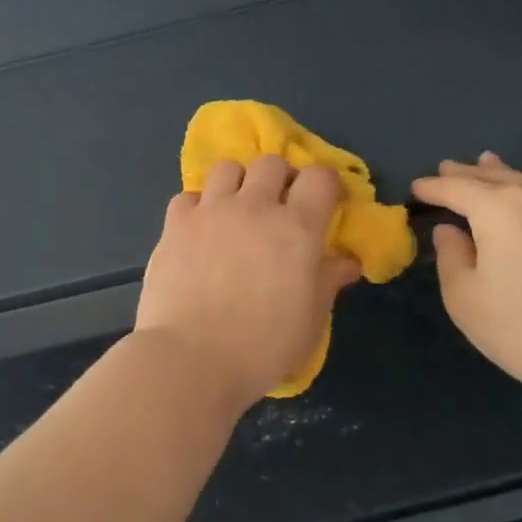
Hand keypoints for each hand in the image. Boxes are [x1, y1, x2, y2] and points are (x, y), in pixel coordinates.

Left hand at [135, 155, 360, 408]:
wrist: (192, 358)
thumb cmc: (262, 346)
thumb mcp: (310, 320)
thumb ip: (328, 281)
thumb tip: (347, 261)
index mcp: (297, 228)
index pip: (320, 178)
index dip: (326, 186)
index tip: (325, 205)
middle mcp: (254, 207)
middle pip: (271, 163)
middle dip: (280, 178)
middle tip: (279, 206)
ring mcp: (210, 212)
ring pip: (227, 168)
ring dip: (237, 183)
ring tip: (236, 209)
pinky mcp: (175, 225)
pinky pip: (188, 196)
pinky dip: (198, 206)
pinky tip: (200, 230)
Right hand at [411, 153, 521, 402]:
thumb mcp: (465, 299)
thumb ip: (451, 256)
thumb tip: (451, 231)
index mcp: (499, 209)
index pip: (456, 188)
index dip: (433, 187)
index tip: (418, 187)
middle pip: (498, 177)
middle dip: (470, 173)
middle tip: (450, 167)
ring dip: (508, 179)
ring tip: (493, 169)